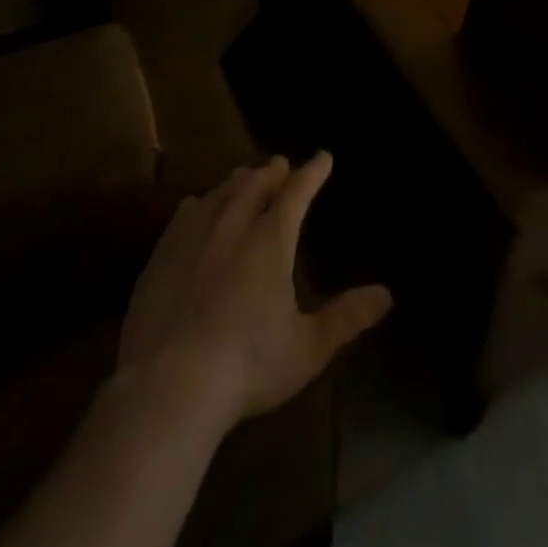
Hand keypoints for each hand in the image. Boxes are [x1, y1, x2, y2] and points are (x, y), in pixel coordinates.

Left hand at [113, 152, 391, 429]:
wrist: (167, 389)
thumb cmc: (247, 366)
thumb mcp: (308, 348)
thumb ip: (347, 317)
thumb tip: (387, 295)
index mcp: (271, 240)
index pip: (297, 191)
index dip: (312, 172)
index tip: (323, 157)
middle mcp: (233, 226)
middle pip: (254, 184)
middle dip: (272, 172)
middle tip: (280, 165)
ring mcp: (192, 239)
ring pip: (219, 194)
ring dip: (236, 182)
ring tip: (244, 177)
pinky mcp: (160, 259)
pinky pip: (182, 217)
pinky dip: (198, 204)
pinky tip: (194, 206)